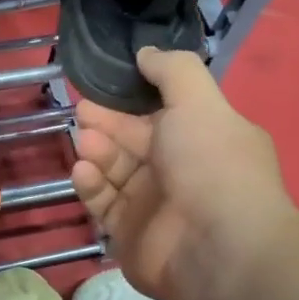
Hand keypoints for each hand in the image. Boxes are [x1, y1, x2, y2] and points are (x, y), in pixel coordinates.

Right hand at [71, 48, 298, 299]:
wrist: (217, 248)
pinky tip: (84, 171)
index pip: (160, 113)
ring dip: (97, 152)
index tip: (99, 87)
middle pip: (132, 141)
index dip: (129, 99)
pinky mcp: (129, 234)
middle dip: (106, 124)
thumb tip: (146, 52)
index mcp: (203, 138)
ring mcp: (153, 205)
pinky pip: (104, 203)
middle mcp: (179, 171)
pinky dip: (92, 185)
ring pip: (115, 171)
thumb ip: (172, 70)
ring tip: (85, 143)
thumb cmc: (212, 165)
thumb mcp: (199, 102)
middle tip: (81, 112)